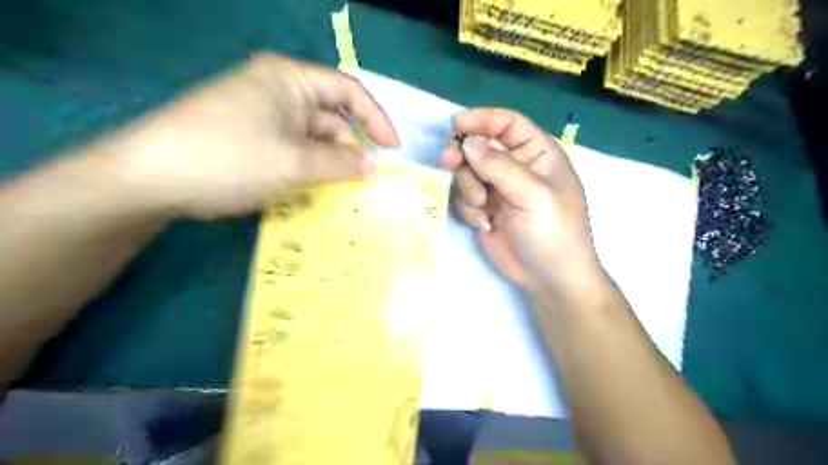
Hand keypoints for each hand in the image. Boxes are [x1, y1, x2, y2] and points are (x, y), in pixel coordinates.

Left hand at [107, 52, 399, 219]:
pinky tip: (314, 190)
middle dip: (350, 149)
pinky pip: (294, 151)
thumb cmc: (231, 158)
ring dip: (329, 164)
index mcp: (290, 79)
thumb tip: (375, 165)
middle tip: (365, 183)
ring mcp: (264, 116)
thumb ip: (341, 163)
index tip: (393, 150)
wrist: (152, 178)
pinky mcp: (252, 138)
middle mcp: (279, 91)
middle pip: (330, 118)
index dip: (376, 119)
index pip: (349, 91)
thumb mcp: (295, 162)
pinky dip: (308, 169)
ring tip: (341, 193)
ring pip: (312, 139)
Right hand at [442, 107, 599, 292]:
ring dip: (467, 189)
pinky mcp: (484, 209)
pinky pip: (463, 197)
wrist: (549, 278)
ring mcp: (498, 188)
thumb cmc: (553, 232)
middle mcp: (516, 166)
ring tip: (483, 209)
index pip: (507, 123)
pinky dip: (468, 209)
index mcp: (537, 153)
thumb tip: (468, 142)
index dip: (481, 119)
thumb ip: (499, 166)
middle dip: (463, 155)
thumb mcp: (533, 195)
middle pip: (479, 145)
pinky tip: (484, 224)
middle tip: (447, 162)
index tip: (455, 125)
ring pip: (466, 172)